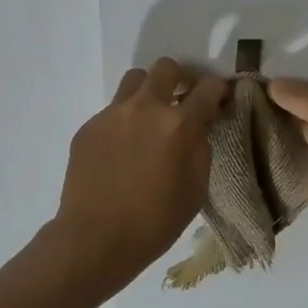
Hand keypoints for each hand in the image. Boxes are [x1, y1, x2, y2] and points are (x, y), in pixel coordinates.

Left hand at [52, 58, 228, 291]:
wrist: (95, 240)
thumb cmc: (155, 222)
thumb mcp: (196, 188)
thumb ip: (201, 147)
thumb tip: (198, 126)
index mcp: (178, 124)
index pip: (207, 88)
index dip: (218, 90)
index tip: (218, 99)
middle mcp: (144, 108)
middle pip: (166, 68)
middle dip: (180, 78)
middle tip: (182, 99)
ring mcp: (112, 114)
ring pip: (135, 80)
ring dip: (149, 91)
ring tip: (150, 118)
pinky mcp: (89, 126)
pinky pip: (112, 110)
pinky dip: (124, 120)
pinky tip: (122, 150)